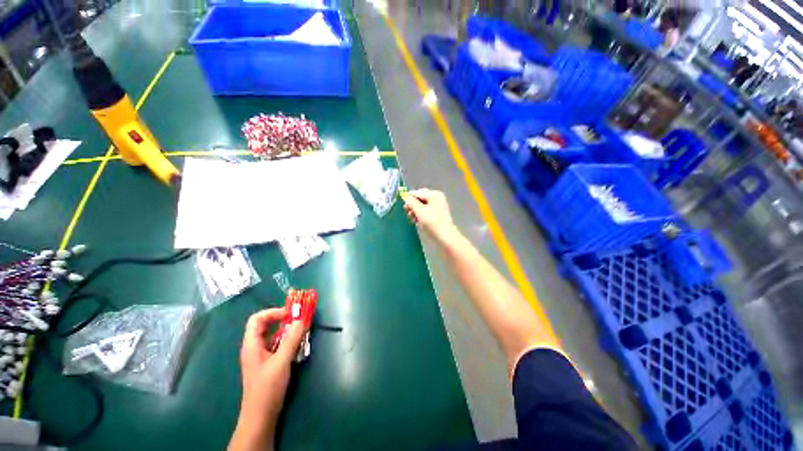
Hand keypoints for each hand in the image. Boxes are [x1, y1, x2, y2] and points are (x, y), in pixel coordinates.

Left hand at [229, 308, 305, 450]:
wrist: (261, 416)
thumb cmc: (268, 388)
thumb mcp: (281, 362)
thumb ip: (292, 339)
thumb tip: (301, 320)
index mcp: (251, 344)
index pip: (257, 319)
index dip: (273, 312)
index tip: (290, 314)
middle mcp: (254, 347)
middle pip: (265, 325)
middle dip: (282, 319)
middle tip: (299, 319)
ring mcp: (260, 355)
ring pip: (272, 335)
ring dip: (287, 330)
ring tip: (302, 330)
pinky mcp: (267, 362)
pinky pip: (277, 344)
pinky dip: (287, 340)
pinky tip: (298, 344)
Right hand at [402, 188, 457, 243]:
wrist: (446, 238)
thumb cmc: (432, 223)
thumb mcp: (420, 211)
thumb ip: (411, 202)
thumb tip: (405, 196)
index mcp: (434, 195)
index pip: (417, 192)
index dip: (408, 198)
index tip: (402, 205)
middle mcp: (437, 198)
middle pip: (420, 198)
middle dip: (412, 205)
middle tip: (407, 212)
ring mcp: (438, 206)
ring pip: (422, 205)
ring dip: (415, 210)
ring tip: (411, 218)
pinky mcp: (437, 214)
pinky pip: (425, 210)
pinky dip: (420, 214)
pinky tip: (416, 220)